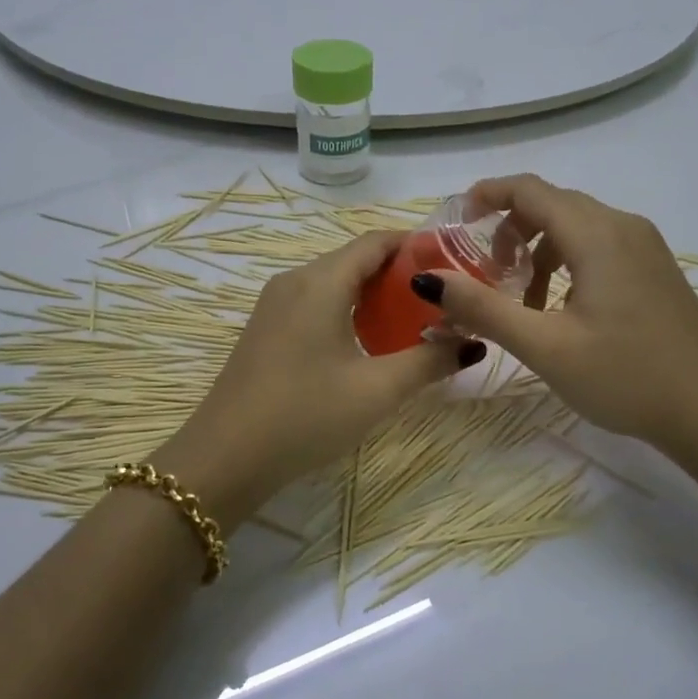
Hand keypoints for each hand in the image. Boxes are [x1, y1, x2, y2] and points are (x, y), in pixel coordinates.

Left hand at [156, 231, 484, 525]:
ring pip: (334, 282)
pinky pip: (315, 303)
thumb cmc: (305, 415)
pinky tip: (368, 343)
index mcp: (321, 282)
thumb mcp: (377, 391)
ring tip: (413, 321)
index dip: (417, 245)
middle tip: (442, 299)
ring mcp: (274, 305)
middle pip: (356, 259)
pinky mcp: (266, 330)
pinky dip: (348, 310)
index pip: (376, 241)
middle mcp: (295, 281)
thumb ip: (429, 362)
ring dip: (374, 295)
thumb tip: (472, 344)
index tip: (455, 263)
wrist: (225, 458)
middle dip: (400, 274)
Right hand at [409, 174, 697, 450]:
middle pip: (552, 205)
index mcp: (596, 233)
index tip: (454, 219)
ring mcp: (645, 248)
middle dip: (508, 231)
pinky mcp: (655, 271)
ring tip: (521, 304)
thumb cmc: (627, 376)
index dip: (486, 194)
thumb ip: (483, 309)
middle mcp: (622, 226)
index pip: (529, 189)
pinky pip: (598, 248)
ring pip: (575, 228)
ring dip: (537, 252)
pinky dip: (566, 265)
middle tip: (484, 274)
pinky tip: (561, 312)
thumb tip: (428, 280)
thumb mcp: (545, 346)